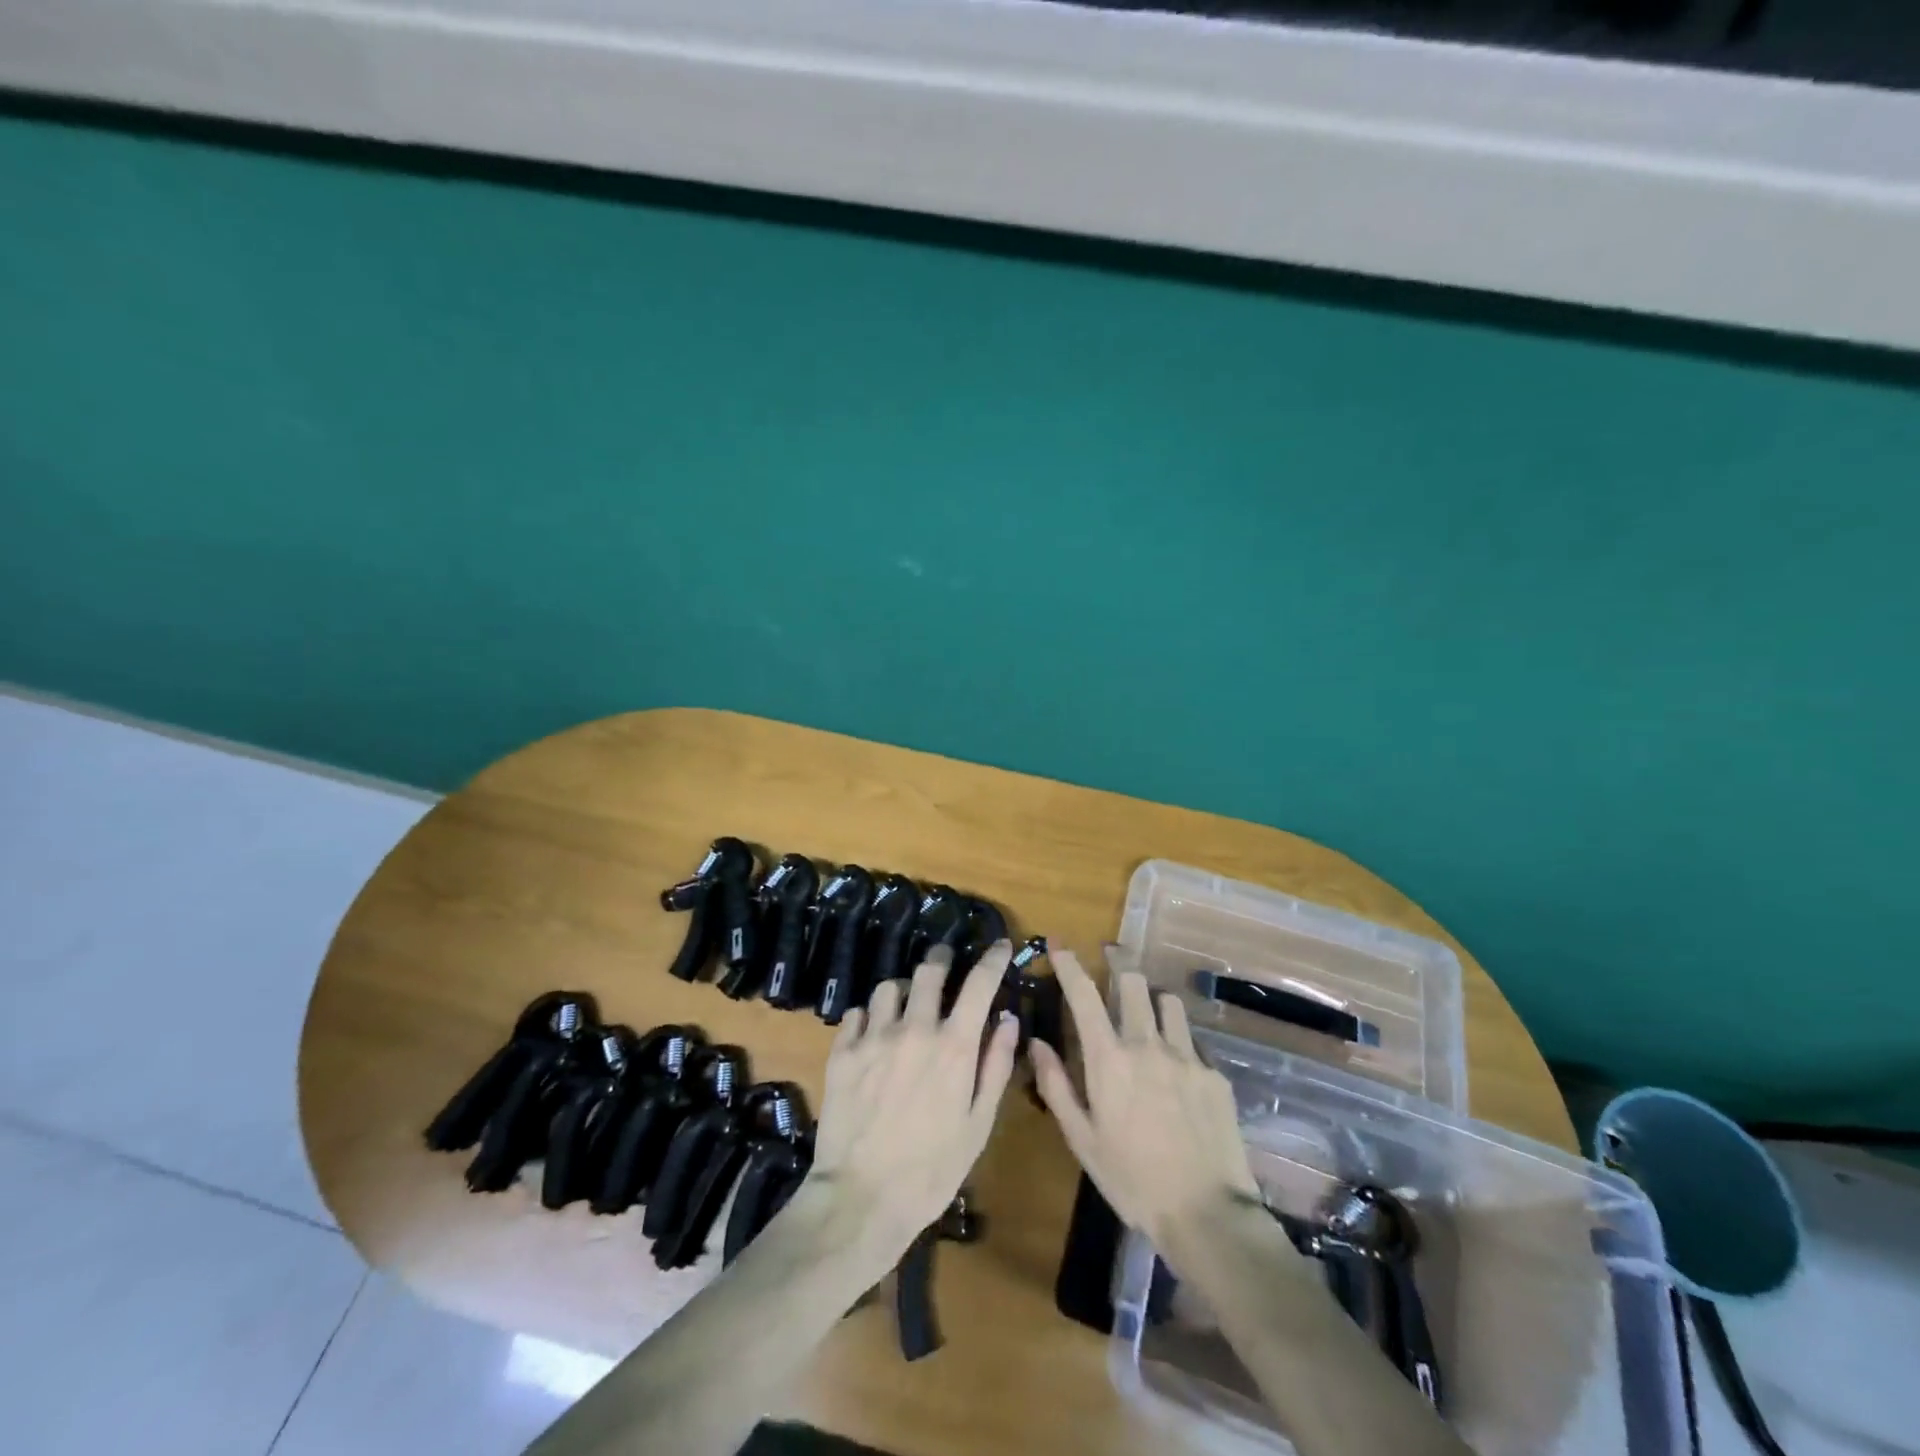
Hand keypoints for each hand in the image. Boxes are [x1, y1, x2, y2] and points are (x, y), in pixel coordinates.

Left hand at [806, 942, 1020, 1258]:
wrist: (862, 1199)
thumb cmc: (932, 1170)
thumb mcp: (978, 1125)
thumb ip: (996, 1066)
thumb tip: (1008, 1018)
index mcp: (954, 1046)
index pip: (979, 983)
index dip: (993, 959)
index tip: (1000, 946)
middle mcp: (915, 1029)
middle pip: (928, 970)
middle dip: (941, 959)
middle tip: (944, 963)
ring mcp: (874, 1037)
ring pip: (888, 987)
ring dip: (902, 991)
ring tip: (904, 1006)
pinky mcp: (843, 1051)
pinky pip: (856, 1013)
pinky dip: (868, 1017)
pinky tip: (872, 1036)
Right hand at [1031, 949, 1263, 1248]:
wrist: (1207, 1214)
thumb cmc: (1132, 1181)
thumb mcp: (1082, 1140)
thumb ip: (1056, 1085)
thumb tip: (1037, 1042)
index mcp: (1109, 1060)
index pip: (1084, 995)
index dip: (1070, 964)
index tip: (1059, 944)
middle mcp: (1147, 1045)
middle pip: (1133, 982)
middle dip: (1118, 962)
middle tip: (1111, 958)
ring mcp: (1187, 1056)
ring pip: (1168, 1001)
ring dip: (1152, 998)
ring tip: (1146, 1010)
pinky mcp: (1215, 1073)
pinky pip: (1193, 1039)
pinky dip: (1178, 1038)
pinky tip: (1177, 1064)